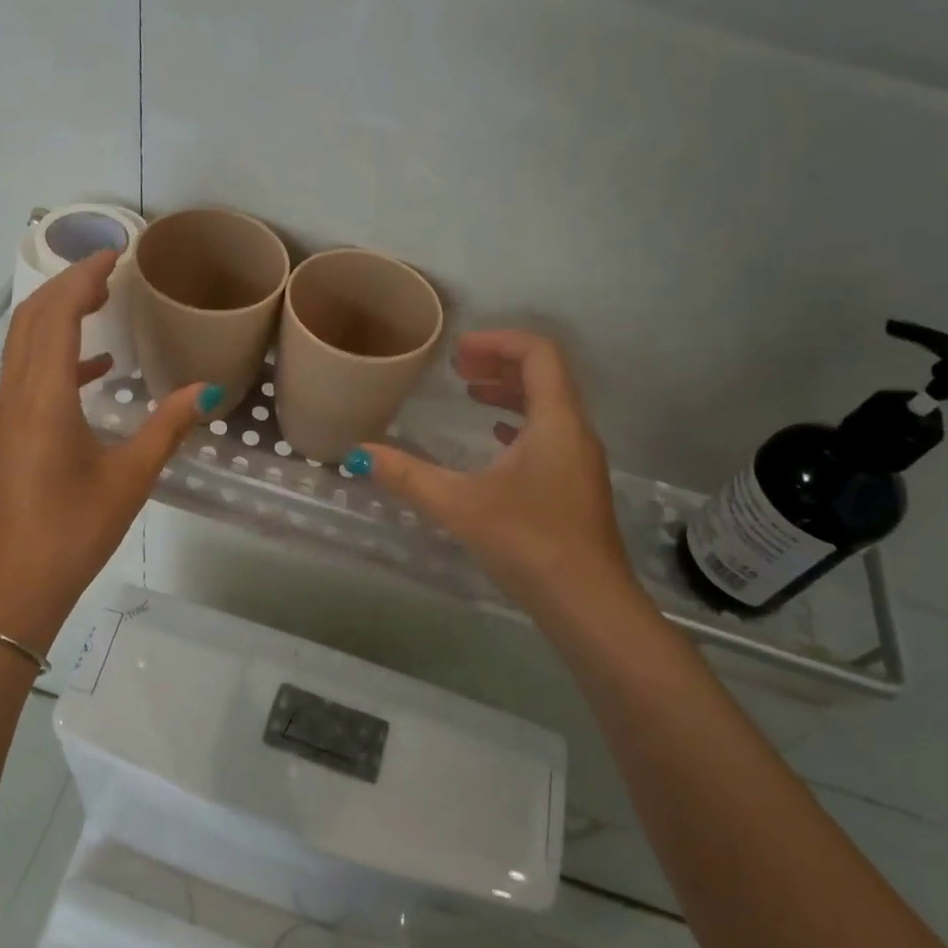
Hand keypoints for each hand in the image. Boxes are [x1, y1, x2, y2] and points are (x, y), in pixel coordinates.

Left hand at [0, 251, 217, 648]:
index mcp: (43, 398)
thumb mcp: (130, 478)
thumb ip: (167, 427)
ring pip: (24, 343)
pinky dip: (58, 356)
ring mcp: (7, 414)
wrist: (14, 587)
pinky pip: (28, 373)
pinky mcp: (9, 433)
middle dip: (66, 286)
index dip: (82, 277)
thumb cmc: (72, 531)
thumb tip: (209, 392)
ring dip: (57, 315)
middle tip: (109, 272)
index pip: (56, 315)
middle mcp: (16, 395)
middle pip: (31, 319)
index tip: (114, 255)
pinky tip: (97, 370)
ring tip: (101, 304)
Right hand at [350, 330, 644, 629]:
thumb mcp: (459, 504)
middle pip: (544, 376)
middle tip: (458, 369)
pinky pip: (550, 435)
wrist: (589, 606)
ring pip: (548, 407)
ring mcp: (581, 461)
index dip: (498, 341)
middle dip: (500, 364)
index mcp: (556, 421)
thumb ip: (407, 476)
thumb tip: (358, 454)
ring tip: (471, 395)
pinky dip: (519, 425)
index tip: (458, 350)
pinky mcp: (577, 487)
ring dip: (510, 393)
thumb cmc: (528, 542)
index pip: (538, 354)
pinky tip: (493, 441)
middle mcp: (575, 432)